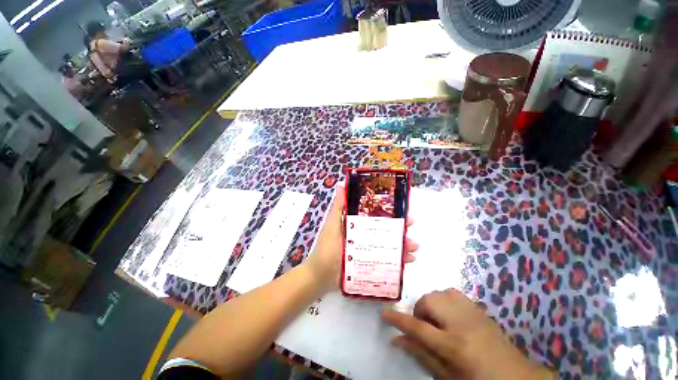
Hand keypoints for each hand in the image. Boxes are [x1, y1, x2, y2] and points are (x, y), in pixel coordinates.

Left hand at [305, 185, 418, 290]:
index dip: (389, 210)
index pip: (376, 214)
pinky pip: (389, 260)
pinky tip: (410, 259)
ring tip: (414, 246)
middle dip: (401, 226)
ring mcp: (370, 250)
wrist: (321, 277)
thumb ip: (338, 207)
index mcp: (357, 224)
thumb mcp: (332, 225)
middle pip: (386, 229)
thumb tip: (341, 184)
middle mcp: (365, 235)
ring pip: (390, 244)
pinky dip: (400, 260)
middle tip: (411, 224)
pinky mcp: (372, 264)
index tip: (401, 207)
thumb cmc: (326, 249)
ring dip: (404, 243)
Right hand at [382, 290, 552, 379]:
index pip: (417, 328)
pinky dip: (444, 300)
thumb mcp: (446, 376)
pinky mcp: (478, 307)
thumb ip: (421, 355)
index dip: (397, 320)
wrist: (516, 377)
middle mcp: (461, 322)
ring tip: (437, 321)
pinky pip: (452, 293)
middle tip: (425, 327)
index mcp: (453, 345)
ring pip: (439, 293)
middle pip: (429, 302)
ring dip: (431, 304)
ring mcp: (472, 312)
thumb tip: (396, 340)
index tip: (383, 314)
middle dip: (420, 311)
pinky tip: (450, 315)